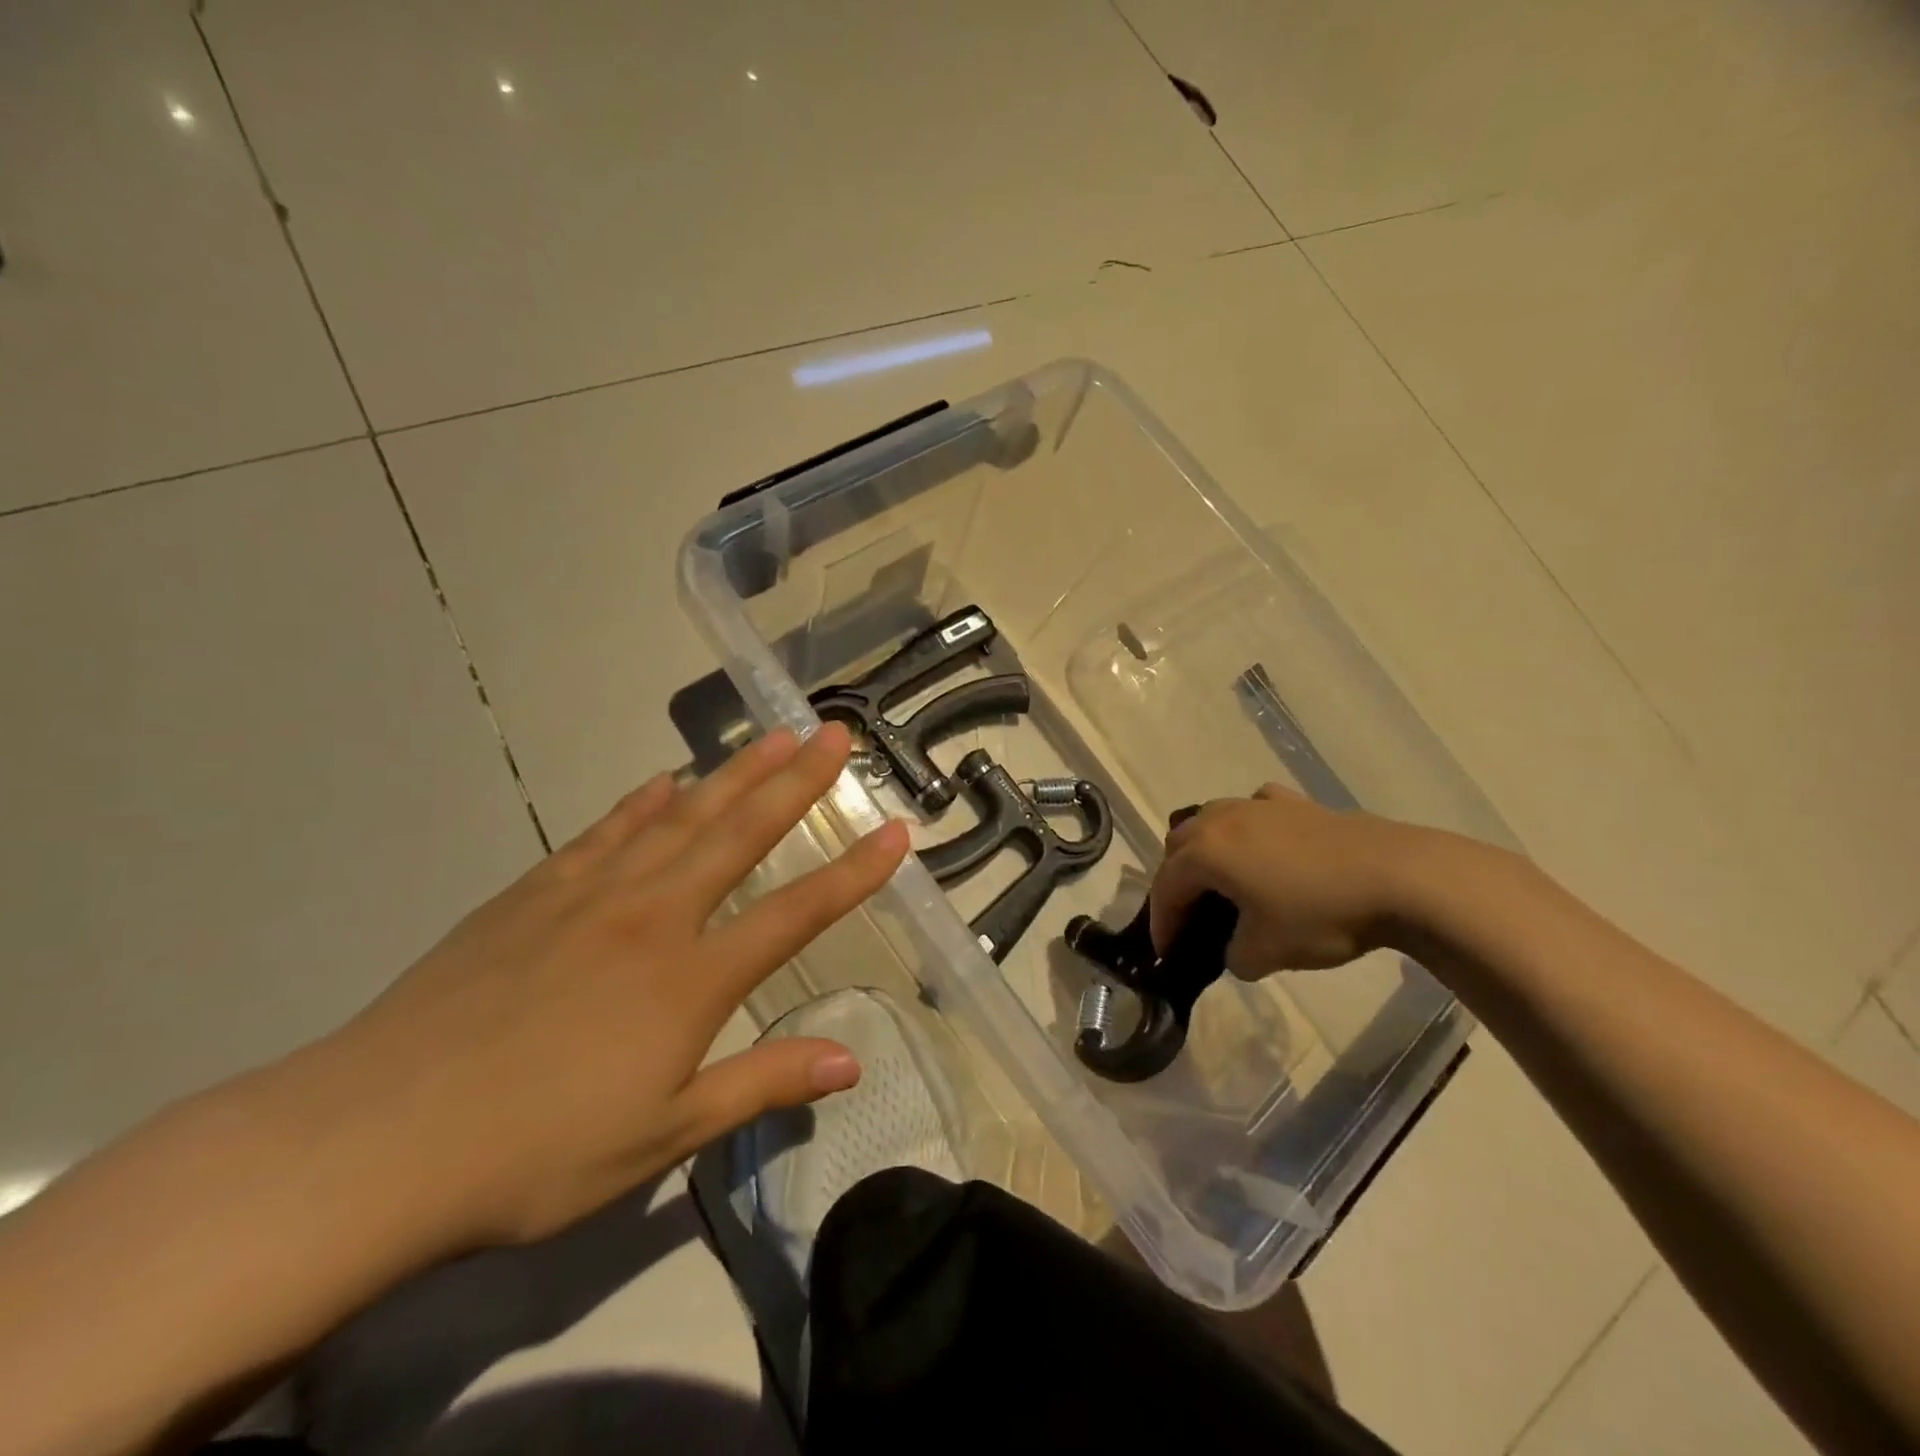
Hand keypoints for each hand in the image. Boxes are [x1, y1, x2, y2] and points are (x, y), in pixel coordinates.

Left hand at [290, 723, 908, 1252]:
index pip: (797, 912)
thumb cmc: (535, 1151)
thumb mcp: (662, 1136)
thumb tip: (851, 1061)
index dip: (854, 872)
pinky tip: (662, 782)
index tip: (895, 831)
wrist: (374, 1139)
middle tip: (835, 734)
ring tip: (771, 736)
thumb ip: (762, 1085)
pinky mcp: (533, 893)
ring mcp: (589, 895)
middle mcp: (653, 916)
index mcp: (691, 977)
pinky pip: (604, 832)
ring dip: (732, 773)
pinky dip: (641, 803)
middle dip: (797, 782)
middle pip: (741, 833)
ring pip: (678, 816)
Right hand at [1148, 784, 1422, 976]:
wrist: (1398, 878)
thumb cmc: (1321, 914)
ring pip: (1211, 818)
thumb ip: (1233, 956)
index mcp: (1206, 853)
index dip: (1162, 923)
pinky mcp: (1295, 803)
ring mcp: (1259, 805)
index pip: (1166, 887)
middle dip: (1176, 880)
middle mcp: (1222, 820)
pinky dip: (1247, 827)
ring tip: (1221, 878)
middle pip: (1179, 844)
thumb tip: (1235, 948)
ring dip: (1205, 847)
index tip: (1167, 953)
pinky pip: (1254, 808)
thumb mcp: (1266, 953)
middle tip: (1190, 914)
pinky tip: (1265, 846)